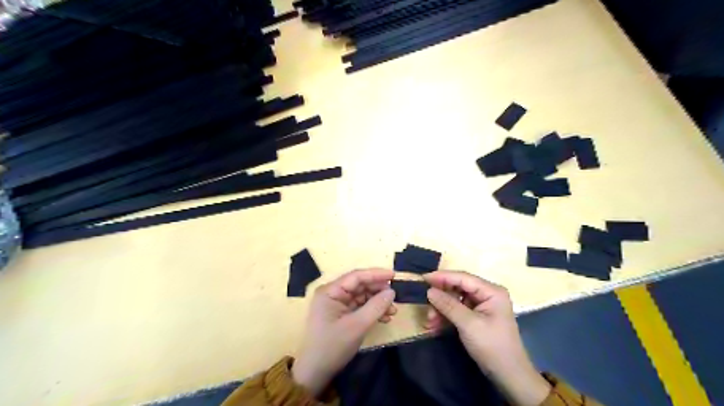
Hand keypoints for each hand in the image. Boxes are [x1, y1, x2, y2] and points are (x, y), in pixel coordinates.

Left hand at [293, 270, 397, 396]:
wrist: (315, 373)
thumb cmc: (333, 346)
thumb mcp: (357, 326)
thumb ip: (376, 306)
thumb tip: (392, 292)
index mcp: (330, 291)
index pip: (356, 276)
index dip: (376, 274)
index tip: (394, 275)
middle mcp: (333, 293)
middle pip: (360, 285)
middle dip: (378, 290)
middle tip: (396, 297)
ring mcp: (337, 304)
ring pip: (362, 296)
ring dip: (378, 302)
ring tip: (393, 311)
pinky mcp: (341, 314)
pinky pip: (360, 306)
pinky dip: (372, 311)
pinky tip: (385, 318)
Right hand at [425, 271, 548, 405]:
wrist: (509, 376)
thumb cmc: (492, 346)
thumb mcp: (469, 325)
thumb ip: (448, 305)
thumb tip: (429, 291)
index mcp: (491, 291)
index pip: (463, 278)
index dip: (442, 277)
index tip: (423, 278)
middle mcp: (487, 294)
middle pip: (458, 288)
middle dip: (441, 298)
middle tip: (426, 307)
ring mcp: (482, 305)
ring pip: (455, 299)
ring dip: (441, 309)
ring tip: (430, 322)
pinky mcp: (477, 316)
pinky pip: (457, 310)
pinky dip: (446, 317)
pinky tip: (435, 326)